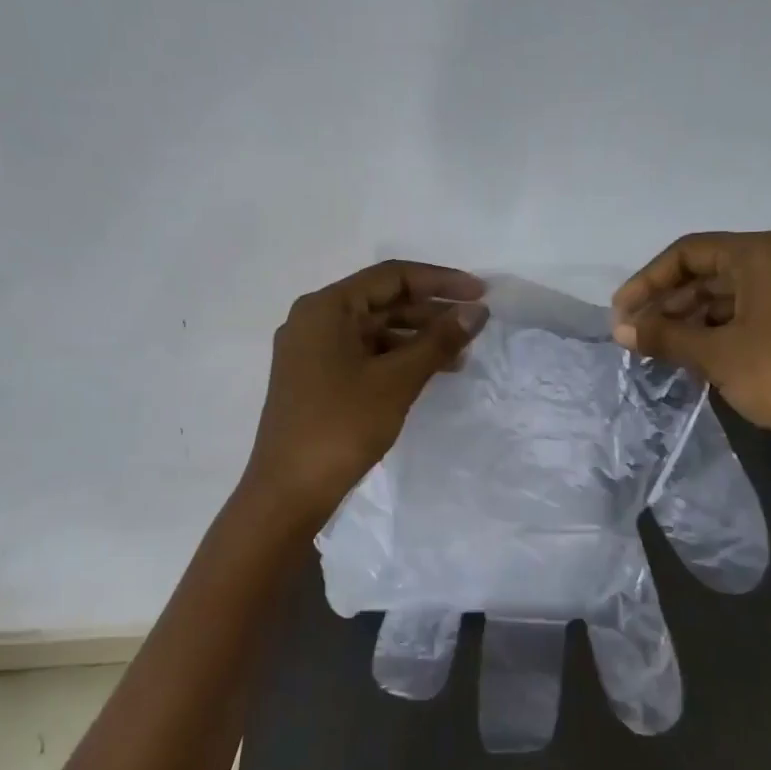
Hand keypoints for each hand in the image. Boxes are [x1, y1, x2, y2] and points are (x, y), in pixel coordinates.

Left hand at [245, 260, 487, 523]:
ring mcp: (311, 351)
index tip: (481, 294)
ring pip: (374, 330)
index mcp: (326, 307)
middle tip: (475, 327)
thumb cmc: (341, 427)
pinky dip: (396, 359)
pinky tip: (428, 373)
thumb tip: (477, 310)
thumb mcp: (396, 380)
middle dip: (431, 312)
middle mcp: (314, 320)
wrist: (289, 493)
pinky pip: (363, 354)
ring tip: (459, 356)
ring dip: (417, 338)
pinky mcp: (315, 379)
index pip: (391, 276)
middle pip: (381, 301)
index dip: (440, 281)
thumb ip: (438, 340)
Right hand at [611, 230, 770, 458]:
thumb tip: (619, 330)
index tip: (621, 314)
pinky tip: (698, 355)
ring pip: (731, 292)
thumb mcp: (716, 354)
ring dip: (692, 318)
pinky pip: (752, 309)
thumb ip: (664, 336)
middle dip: (668, 303)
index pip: (688, 252)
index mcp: (761, 252)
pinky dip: (721, 328)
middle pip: (709, 270)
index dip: (647, 281)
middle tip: (637, 336)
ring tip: (662, 350)